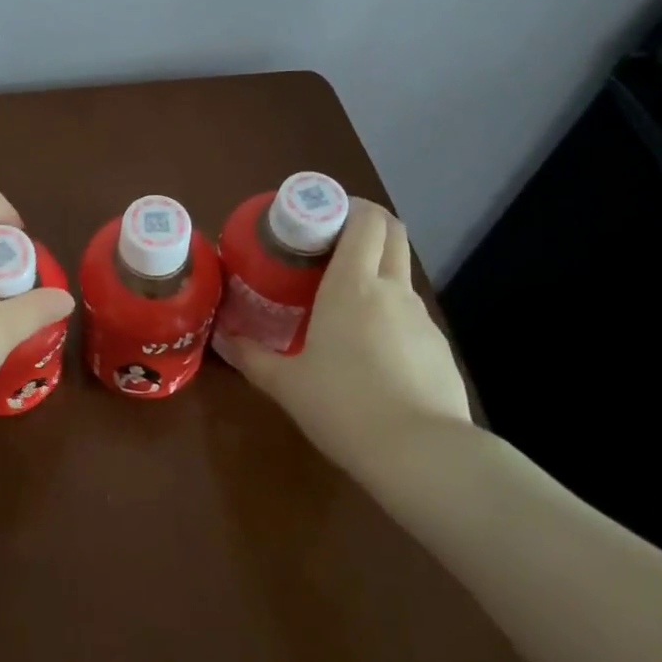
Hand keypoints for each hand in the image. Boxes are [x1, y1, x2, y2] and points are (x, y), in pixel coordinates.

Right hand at [213, 201, 470, 459]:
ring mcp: (421, 319)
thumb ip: (251, 356)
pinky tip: (372, 351)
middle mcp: (392, 290)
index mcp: (353, 285)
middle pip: (393, 232)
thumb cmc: (343, 406)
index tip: (320, 214)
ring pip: (401, 274)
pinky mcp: (439, 349)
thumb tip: (223, 338)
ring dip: (376, 271)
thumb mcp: (286, 384)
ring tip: (343, 301)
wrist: (422, 455)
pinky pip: (410, 315)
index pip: (366, 220)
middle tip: (330, 241)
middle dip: (367, 223)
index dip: (348, 205)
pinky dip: (390, 313)